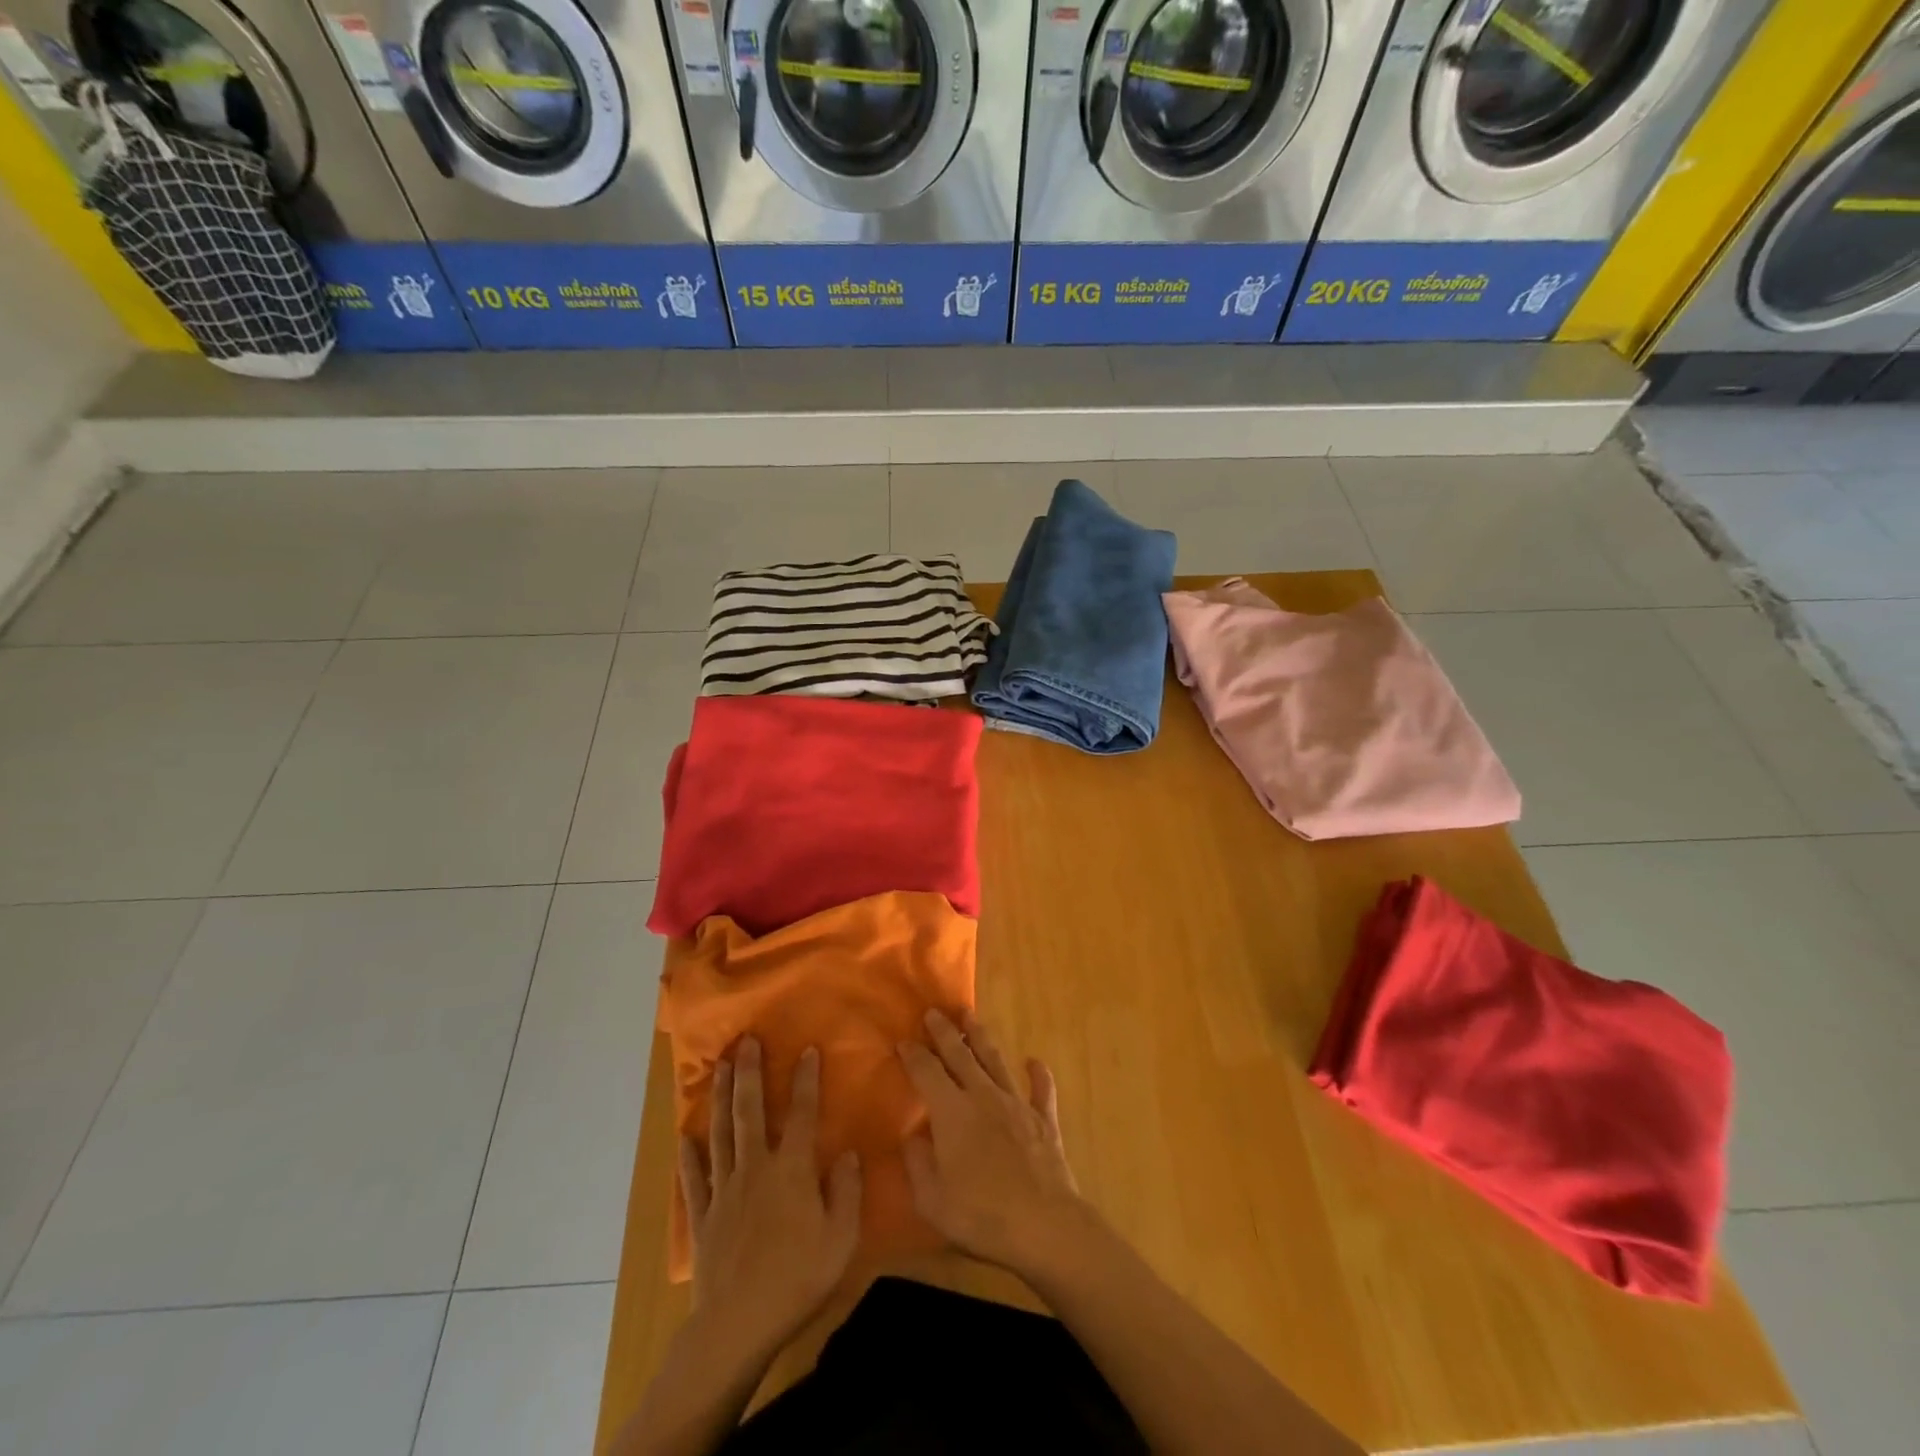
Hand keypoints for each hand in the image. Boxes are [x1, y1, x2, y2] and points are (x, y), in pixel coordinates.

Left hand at [678, 1038, 861, 1354]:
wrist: (737, 1325)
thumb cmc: (798, 1279)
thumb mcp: (841, 1238)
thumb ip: (847, 1192)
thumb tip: (848, 1153)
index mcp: (792, 1170)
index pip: (803, 1113)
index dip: (807, 1079)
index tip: (808, 1049)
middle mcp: (756, 1168)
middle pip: (751, 1111)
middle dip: (750, 1072)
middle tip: (745, 1040)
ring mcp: (725, 1189)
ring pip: (721, 1133)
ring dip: (721, 1097)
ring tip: (719, 1067)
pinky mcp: (703, 1216)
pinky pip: (695, 1178)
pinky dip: (689, 1156)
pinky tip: (684, 1137)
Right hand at [898, 1010, 1088, 1277]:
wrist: (1043, 1225)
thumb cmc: (981, 1216)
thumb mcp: (931, 1200)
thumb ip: (917, 1163)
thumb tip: (913, 1136)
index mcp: (952, 1112)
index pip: (927, 1072)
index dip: (913, 1055)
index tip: (903, 1041)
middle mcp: (983, 1096)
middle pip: (960, 1055)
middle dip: (944, 1032)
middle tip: (933, 1012)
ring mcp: (1017, 1105)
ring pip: (996, 1061)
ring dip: (981, 1037)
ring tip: (971, 1016)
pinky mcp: (1044, 1120)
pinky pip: (1041, 1090)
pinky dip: (1038, 1074)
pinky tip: (1033, 1061)